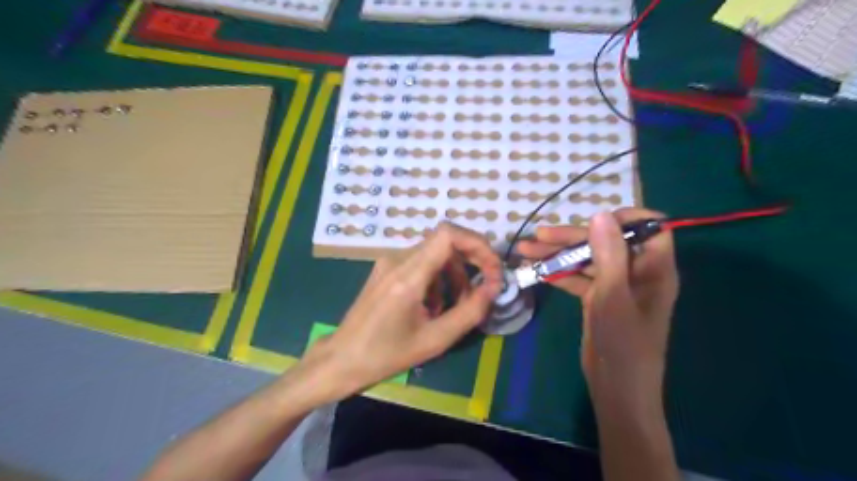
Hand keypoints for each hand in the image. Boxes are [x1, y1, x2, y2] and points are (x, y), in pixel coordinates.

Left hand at [305, 224, 502, 399]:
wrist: (342, 359)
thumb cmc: (386, 355)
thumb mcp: (435, 340)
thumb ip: (469, 312)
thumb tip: (494, 287)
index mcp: (408, 275)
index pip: (448, 234)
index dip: (477, 243)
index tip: (492, 268)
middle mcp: (397, 259)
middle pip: (445, 241)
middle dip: (471, 261)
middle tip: (486, 286)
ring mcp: (389, 262)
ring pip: (435, 253)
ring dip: (455, 274)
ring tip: (459, 305)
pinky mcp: (386, 269)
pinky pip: (421, 263)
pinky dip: (438, 279)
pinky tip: (436, 306)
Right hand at [518, 208, 679, 415]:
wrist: (616, 388)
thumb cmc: (623, 344)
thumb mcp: (614, 297)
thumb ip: (608, 255)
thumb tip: (600, 213)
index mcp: (653, 268)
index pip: (650, 228)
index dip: (625, 218)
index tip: (593, 219)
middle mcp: (635, 272)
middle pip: (605, 242)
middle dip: (571, 237)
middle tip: (539, 236)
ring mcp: (614, 285)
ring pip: (586, 260)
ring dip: (557, 254)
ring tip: (525, 250)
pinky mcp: (598, 298)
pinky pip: (578, 278)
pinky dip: (558, 273)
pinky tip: (535, 270)